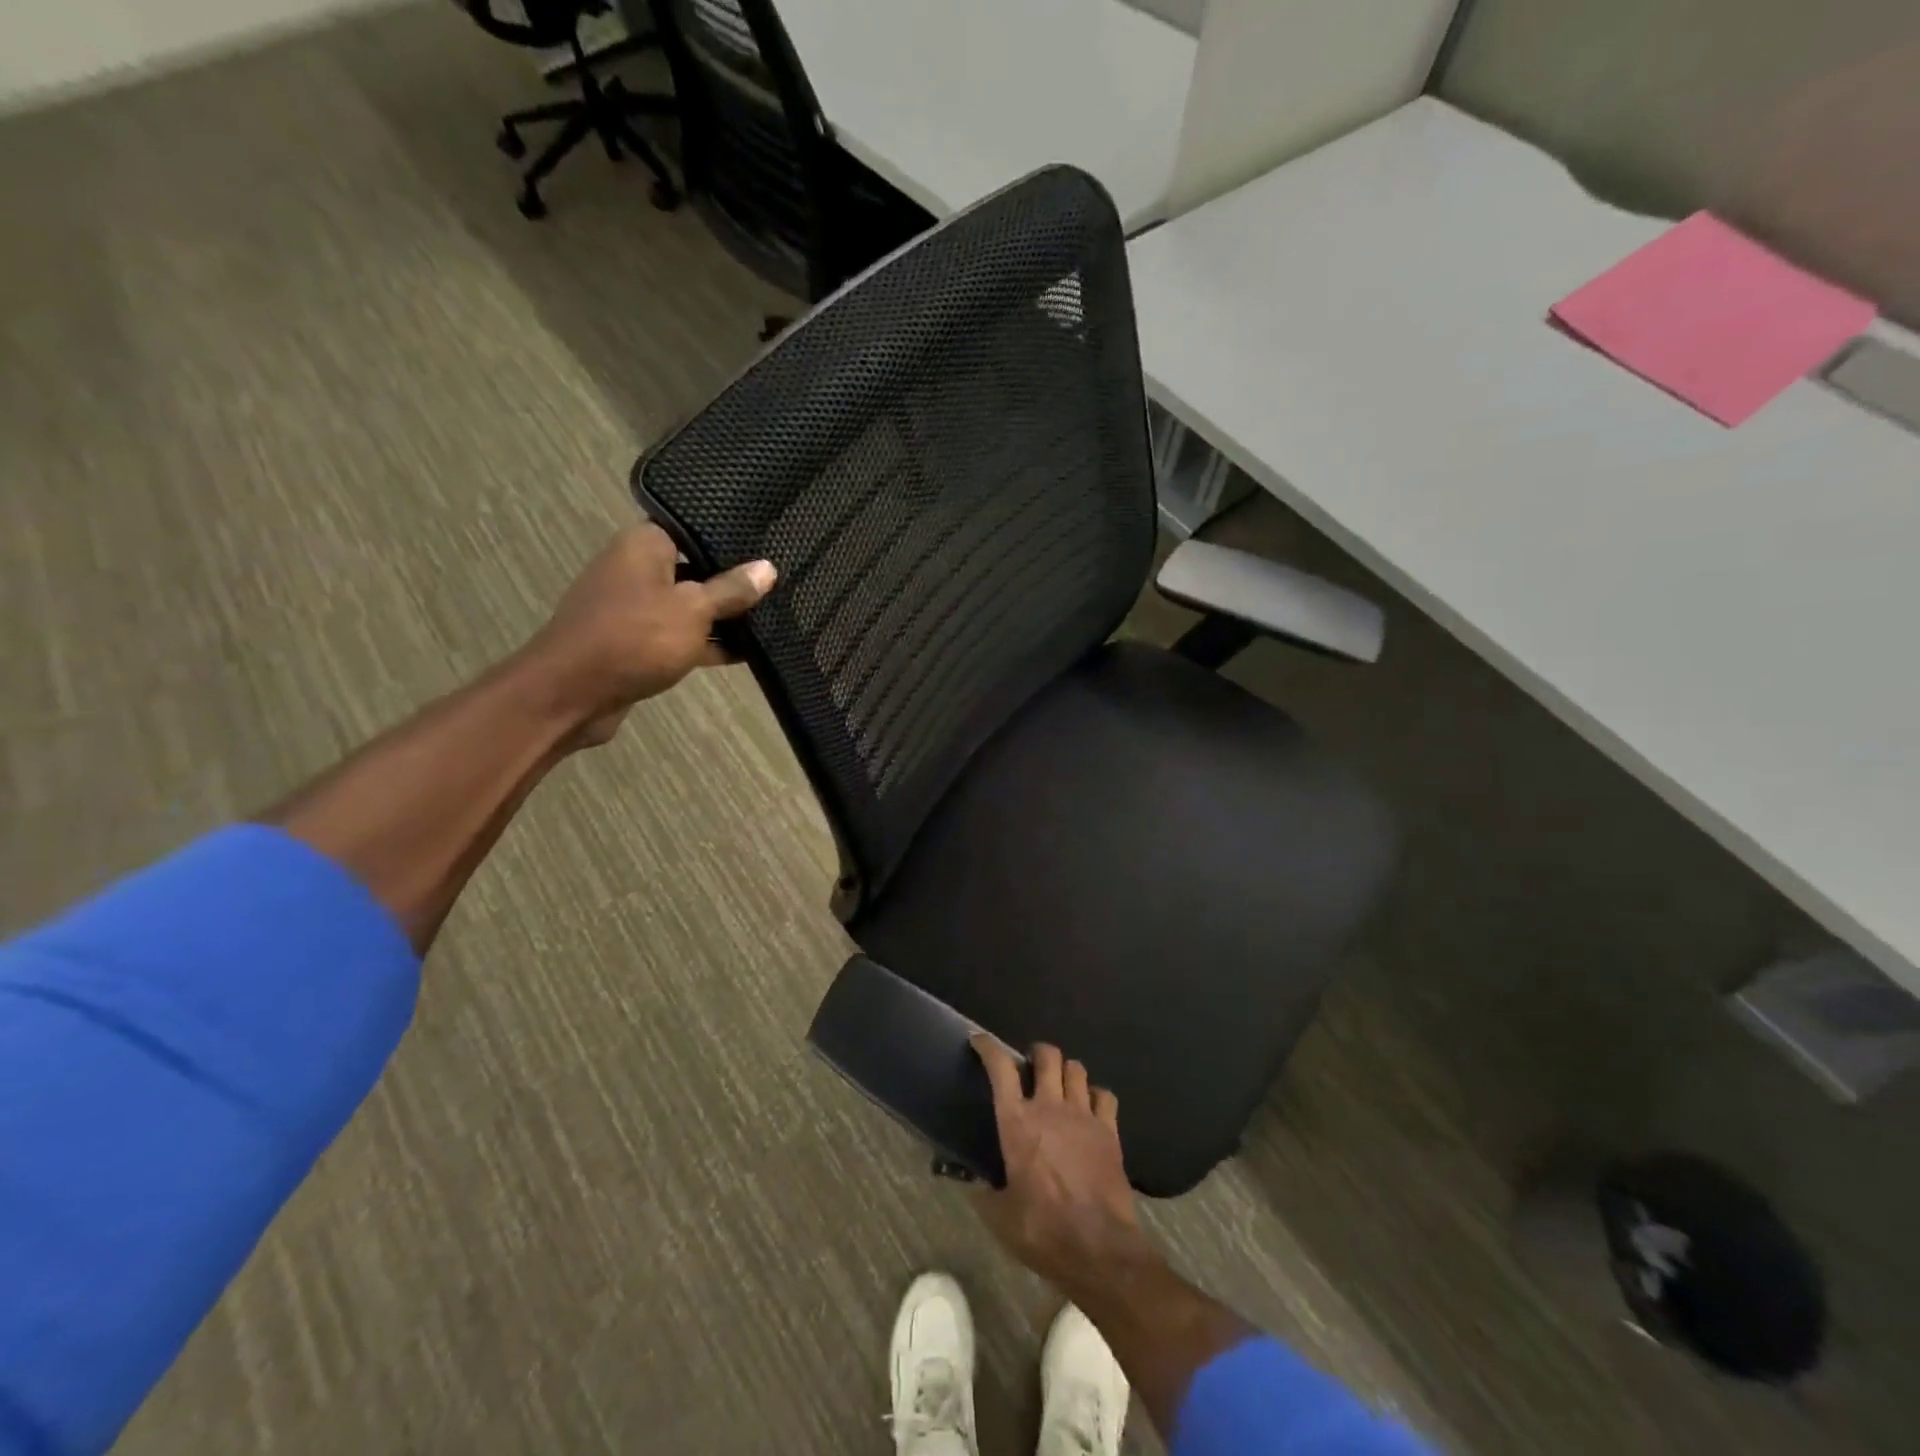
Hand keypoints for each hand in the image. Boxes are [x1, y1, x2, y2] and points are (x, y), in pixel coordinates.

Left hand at [528, 524, 775, 744]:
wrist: (572, 693)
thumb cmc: (635, 637)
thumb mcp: (693, 609)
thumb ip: (731, 590)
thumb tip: (767, 568)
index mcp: (644, 546)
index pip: (692, 528)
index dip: (728, 537)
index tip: (766, 544)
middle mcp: (636, 569)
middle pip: (694, 567)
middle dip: (732, 580)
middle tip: (777, 583)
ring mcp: (635, 608)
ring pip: (689, 605)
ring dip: (722, 616)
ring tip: (771, 617)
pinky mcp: (637, 642)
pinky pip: (680, 635)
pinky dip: (706, 642)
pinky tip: (745, 652)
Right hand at [970, 1037, 1155, 1296]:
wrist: (1099, 1248)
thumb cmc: (1043, 1231)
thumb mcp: (1000, 1217)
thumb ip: (983, 1193)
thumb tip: (969, 1183)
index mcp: (1017, 1123)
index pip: (1001, 1068)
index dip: (989, 1047)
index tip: (980, 1041)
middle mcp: (1050, 1107)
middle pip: (1047, 1055)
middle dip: (1037, 1053)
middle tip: (1030, 1066)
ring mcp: (1083, 1115)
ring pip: (1076, 1068)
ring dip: (1065, 1071)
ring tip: (1059, 1084)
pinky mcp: (1109, 1130)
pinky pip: (1104, 1095)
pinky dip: (1095, 1094)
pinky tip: (1090, 1107)